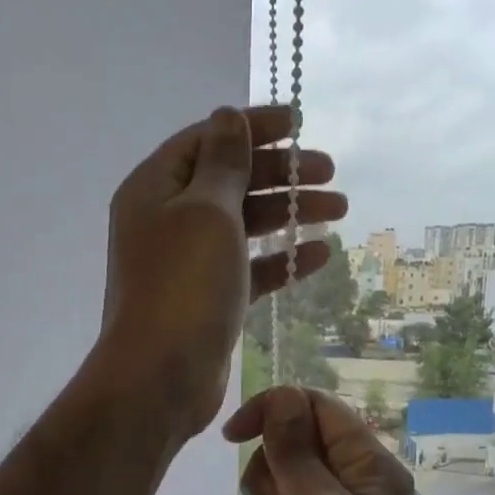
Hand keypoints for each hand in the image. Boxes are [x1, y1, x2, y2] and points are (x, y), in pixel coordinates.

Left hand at [90, 107, 344, 440]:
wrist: (160, 377)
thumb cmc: (183, 285)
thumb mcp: (207, 211)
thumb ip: (223, 163)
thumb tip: (226, 117)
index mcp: (155, 188)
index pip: (207, 140)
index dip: (253, 127)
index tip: (298, 123)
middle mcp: (167, 220)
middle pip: (230, 181)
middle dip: (281, 173)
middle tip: (331, 172)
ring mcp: (188, 262)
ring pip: (244, 225)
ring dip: (290, 213)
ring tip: (340, 208)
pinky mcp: (209, 298)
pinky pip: (249, 267)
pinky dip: (281, 258)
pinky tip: (321, 253)